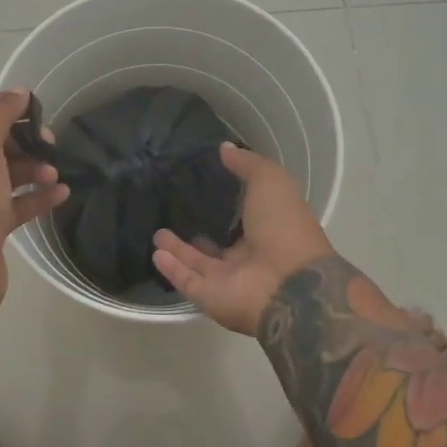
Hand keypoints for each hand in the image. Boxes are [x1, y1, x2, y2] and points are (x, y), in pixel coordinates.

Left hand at [0, 90, 68, 323]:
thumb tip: (19, 93)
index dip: (3, 104)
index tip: (36, 108)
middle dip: (23, 139)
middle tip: (50, 143)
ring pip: (6, 173)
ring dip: (33, 168)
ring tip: (54, 173)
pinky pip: (16, 203)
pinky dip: (37, 196)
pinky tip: (62, 193)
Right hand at [152, 144, 335, 334]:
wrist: (291, 286)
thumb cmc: (285, 226)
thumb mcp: (270, 181)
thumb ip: (247, 165)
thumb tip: (224, 148)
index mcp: (268, 229)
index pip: (242, 216)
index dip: (226, 203)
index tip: (202, 185)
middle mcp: (248, 256)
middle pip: (218, 244)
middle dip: (198, 231)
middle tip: (174, 213)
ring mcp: (229, 280)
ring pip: (198, 262)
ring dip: (179, 249)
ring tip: (157, 233)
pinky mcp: (210, 297)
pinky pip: (187, 280)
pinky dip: (171, 268)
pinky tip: (156, 252)